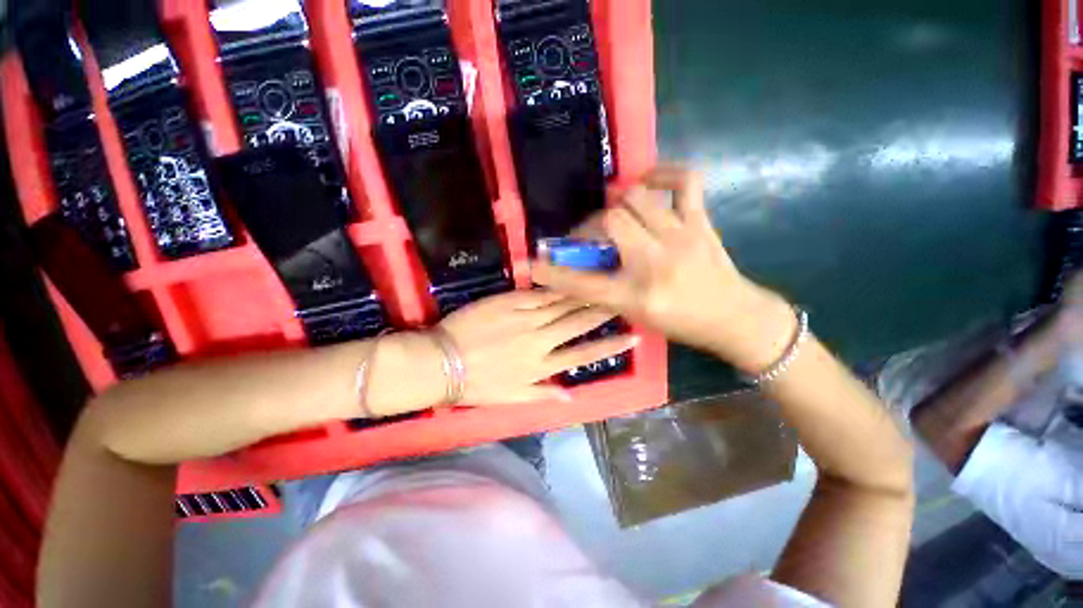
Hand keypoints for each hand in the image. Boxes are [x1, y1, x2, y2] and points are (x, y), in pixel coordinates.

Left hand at [367, 290, 638, 414]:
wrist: (443, 362)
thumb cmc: (477, 384)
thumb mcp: (511, 399)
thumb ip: (542, 394)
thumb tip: (571, 396)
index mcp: (541, 367)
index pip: (584, 355)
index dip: (610, 346)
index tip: (633, 337)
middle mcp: (539, 341)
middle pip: (577, 324)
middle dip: (602, 312)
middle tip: (623, 300)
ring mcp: (525, 319)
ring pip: (561, 306)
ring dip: (583, 296)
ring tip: (603, 287)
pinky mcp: (509, 303)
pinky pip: (538, 295)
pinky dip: (556, 289)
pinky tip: (569, 282)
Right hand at [532, 166, 796, 372]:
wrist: (733, 317)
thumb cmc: (680, 322)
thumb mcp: (634, 314)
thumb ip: (604, 290)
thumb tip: (577, 268)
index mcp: (636, 295)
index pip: (582, 283)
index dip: (553, 274)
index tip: (534, 264)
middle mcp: (655, 263)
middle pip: (609, 222)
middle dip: (590, 224)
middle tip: (589, 232)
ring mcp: (681, 237)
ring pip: (637, 198)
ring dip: (617, 202)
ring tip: (615, 211)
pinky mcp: (700, 221)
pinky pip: (684, 180)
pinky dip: (663, 173)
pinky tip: (648, 183)